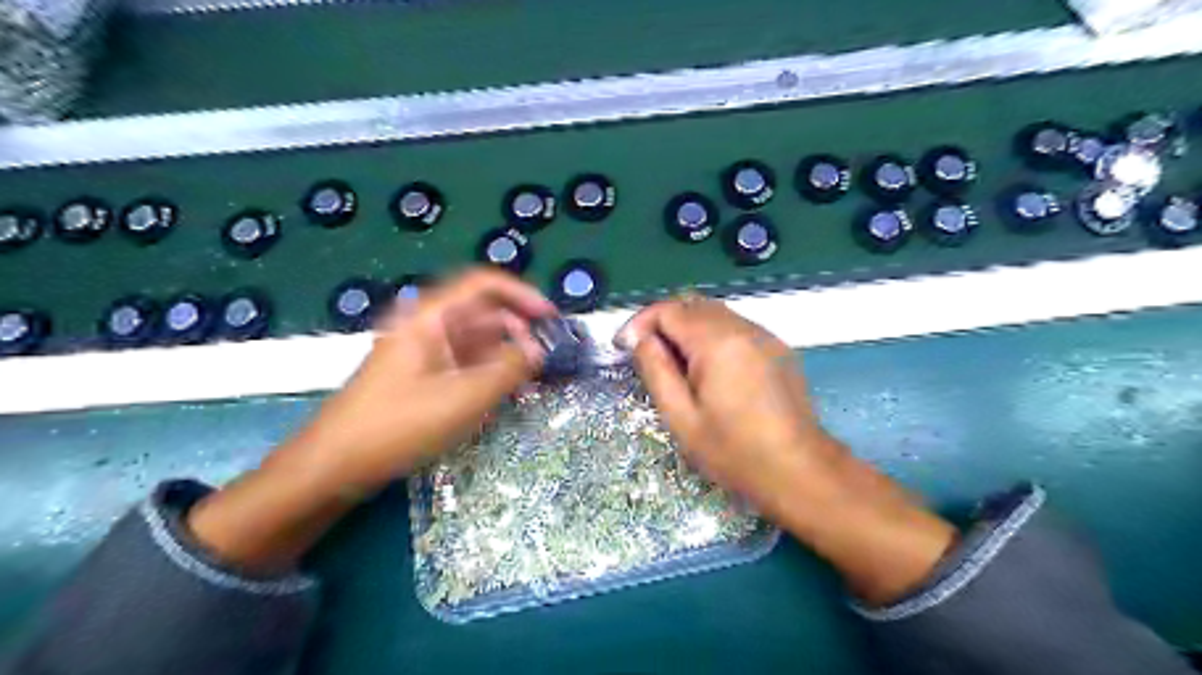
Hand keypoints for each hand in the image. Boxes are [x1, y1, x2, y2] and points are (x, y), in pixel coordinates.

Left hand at [190, 267, 554, 572]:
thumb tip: (540, 350)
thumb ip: (509, 369)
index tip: (551, 318)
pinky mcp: (422, 377)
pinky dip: (489, 372)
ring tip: (533, 379)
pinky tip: (507, 393)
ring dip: (506, 354)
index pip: (484, 284)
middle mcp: (427, 327)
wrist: (334, 465)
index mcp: (431, 317)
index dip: (522, 294)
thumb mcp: (463, 398)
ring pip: (475, 340)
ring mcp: (423, 352)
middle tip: (545, 357)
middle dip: (518, 329)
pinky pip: (464, 363)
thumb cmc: (399, 424)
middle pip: (482, 312)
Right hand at [614, 295, 837, 510]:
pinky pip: (736, 326)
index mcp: (717, 342)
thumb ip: (656, 370)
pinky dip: (712, 335)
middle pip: (692, 303)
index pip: (669, 310)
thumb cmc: (734, 451)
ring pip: (715, 312)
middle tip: (645, 352)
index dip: (640, 323)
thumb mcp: (681, 417)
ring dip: (687, 327)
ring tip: (674, 362)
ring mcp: (765, 336)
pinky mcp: (778, 348)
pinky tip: (708, 367)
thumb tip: (640, 339)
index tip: (623, 346)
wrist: (799, 470)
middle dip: (662, 321)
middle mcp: (744, 328)